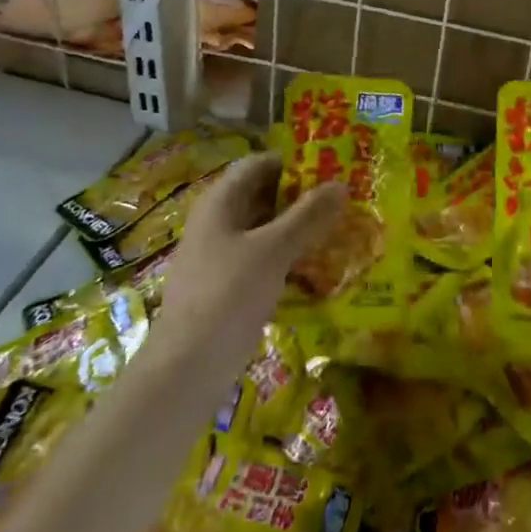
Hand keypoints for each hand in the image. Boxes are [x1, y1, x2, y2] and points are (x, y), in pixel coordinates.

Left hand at [150, 153, 345, 373]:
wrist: (186, 370)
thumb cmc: (227, 296)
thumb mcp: (273, 250)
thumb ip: (307, 216)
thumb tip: (341, 185)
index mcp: (220, 203)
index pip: (259, 164)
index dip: (293, 161)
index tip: (331, 168)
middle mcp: (217, 223)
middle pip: (262, 197)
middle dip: (301, 197)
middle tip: (344, 201)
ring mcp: (220, 258)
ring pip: (264, 232)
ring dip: (298, 230)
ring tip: (340, 232)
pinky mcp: (226, 289)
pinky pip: (262, 262)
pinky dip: (288, 260)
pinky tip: (318, 271)